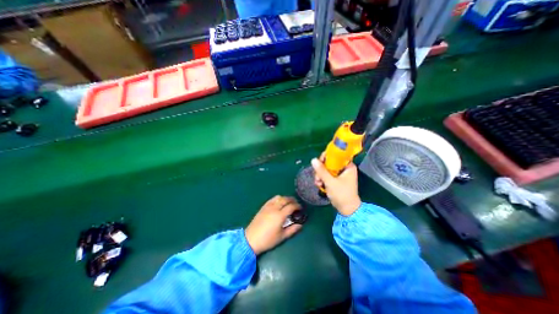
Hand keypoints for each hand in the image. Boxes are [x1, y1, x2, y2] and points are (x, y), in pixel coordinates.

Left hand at [245, 196, 303, 255]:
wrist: (251, 239)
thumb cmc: (268, 240)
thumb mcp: (282, 237)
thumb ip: (292, 230)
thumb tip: (300, 225)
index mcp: (280, 215)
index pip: (291, 206)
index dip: (297, 206)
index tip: (300, 208)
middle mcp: (274, 208)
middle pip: (285, 199)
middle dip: (292, 200)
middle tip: (296, 204)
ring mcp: (268, 206)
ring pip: (278, 197)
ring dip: (285, 198)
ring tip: (288, 202)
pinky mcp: (263, 207)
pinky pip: (272, 199)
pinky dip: (277, 199)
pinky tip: (279, 203)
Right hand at [313, 155, 359, 216]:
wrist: (347, 209)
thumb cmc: (342, 194)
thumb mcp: (330, 182)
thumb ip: (321, 171)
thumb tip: (313, 160)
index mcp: (348, 166)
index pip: (336, 155)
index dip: (326, 157)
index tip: (319, 162)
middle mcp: (344, 168)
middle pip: (329, 162)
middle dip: (321, 169)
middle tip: (318, 176)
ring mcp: (340, 174)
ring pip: (327, 169)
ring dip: (320, 175)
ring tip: (318, 183)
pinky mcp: (336, 180)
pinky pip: (327, 175)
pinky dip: (322, 179)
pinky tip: (319, 185)